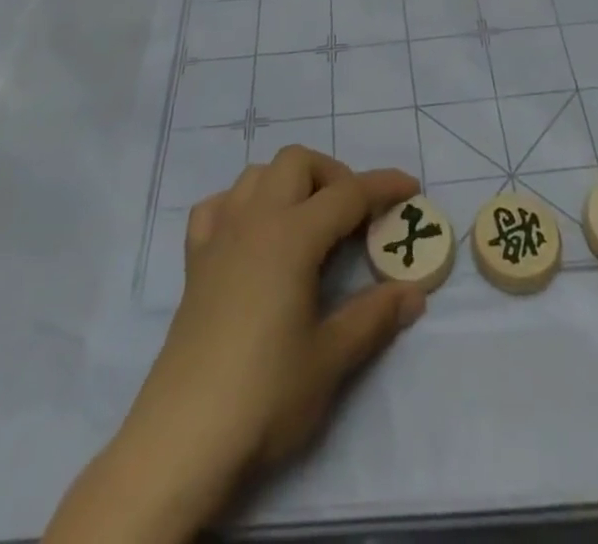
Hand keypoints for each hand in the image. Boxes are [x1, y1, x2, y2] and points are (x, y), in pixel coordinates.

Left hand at [136, 148, 425, 471]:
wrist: (184, 436)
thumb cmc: (265, 395)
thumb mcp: (331, 359)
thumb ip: (374, 317)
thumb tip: (413, 293)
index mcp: (293, 235)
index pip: (348, 193)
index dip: (383, 186)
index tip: (411, 187)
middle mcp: (255, 219)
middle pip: (297, 162)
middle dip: (333, 175)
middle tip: (354, 216)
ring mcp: (220, 235)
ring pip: (257, 173)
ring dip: (289, 182)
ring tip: (309, 221)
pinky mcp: (195, 259)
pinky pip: (218, 205)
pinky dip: (241, 204)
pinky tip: (253, 234)